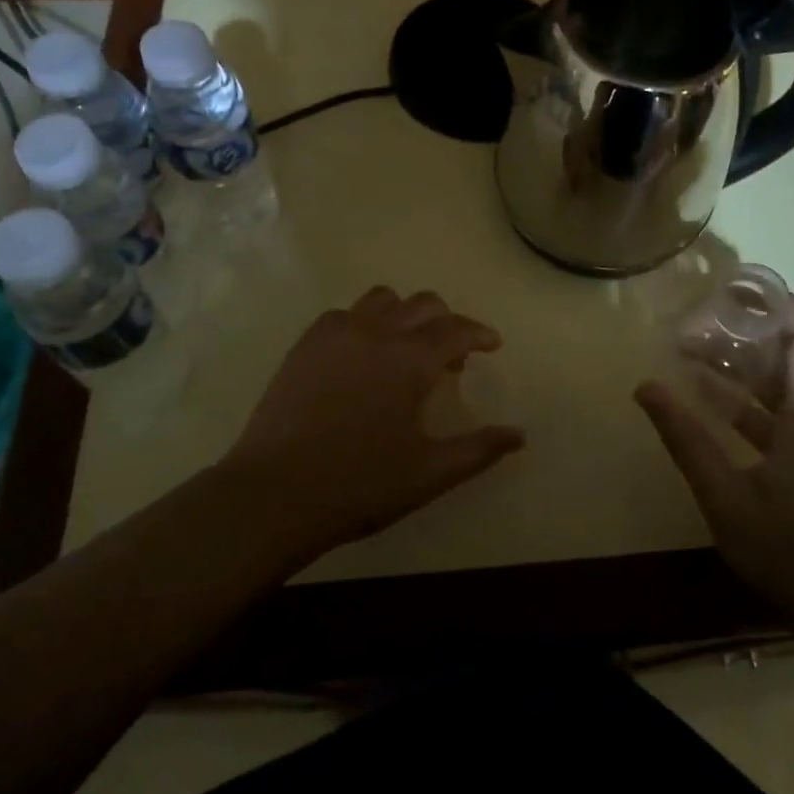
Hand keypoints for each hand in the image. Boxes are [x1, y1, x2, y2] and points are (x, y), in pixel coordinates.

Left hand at [218, 287, 524, 559]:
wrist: (275, 494)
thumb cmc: (360, 484)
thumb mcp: (430, 472)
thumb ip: (479, 449)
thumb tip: (519, 436)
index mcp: (411, 359)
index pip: (456, 329)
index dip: (479, 333)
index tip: (492, 345)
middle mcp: (376, 332)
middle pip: (422, 304)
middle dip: (446, 321)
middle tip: (452, 356)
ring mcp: (335, 334)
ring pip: (381, 299)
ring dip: (404, 315)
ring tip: (405, 349)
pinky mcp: (304, 346)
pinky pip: (343, 315)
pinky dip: (364, 323)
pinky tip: (361, 356)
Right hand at [635, 298, 793, 621]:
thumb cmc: (787, 551)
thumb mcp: (724, 496)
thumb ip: (686, 439)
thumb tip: (646, 387)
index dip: (778, 304)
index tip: (732, 293)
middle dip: (747, 331)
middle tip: (697, 325)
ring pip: (785, 382)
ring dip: (743, 365)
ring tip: (692, 352)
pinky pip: (781, 412)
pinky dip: (747, 399)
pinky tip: (707, 400)